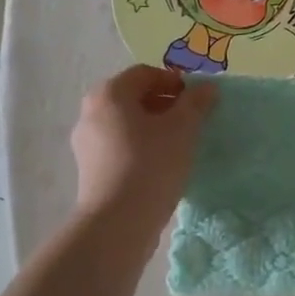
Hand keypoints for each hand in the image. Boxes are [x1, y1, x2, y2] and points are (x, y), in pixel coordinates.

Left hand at [71, 65, 217, 233]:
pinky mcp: (91, 168)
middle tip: (192, 120)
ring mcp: (87, 142)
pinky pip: (120, 145)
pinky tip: (163, 163)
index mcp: (110, 94)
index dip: (175, 81)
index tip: (198, 99)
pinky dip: (142, 146)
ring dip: (155, 126)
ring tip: (181, 143)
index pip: (146, 74)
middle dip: (166, 104)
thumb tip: (207, 88)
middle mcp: (91, 112)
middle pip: (134, 97)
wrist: (118, 222)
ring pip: (127, 123)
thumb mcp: (183, 128)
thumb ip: (196, 103)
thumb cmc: (151, 164)